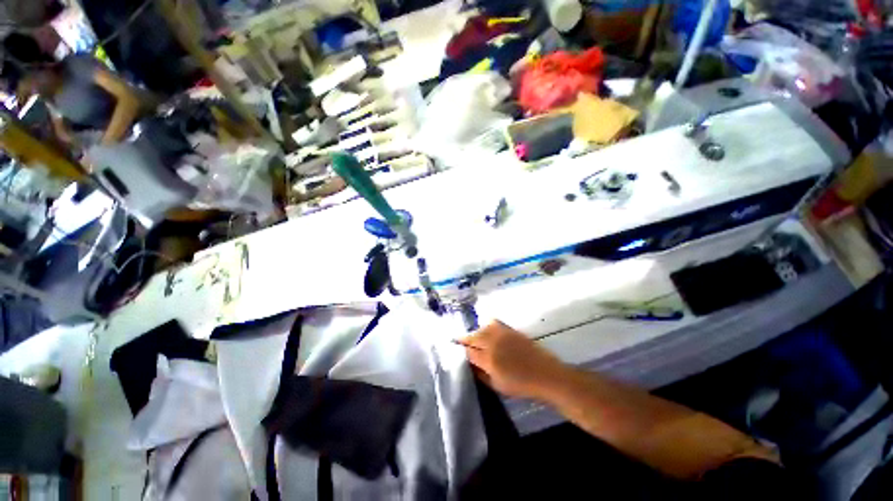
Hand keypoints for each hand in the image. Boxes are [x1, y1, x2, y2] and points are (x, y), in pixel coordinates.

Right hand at [458, 320, 568, 399]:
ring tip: (474, 338)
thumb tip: (470, 365)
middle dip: (465, 339)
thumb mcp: (497, 386)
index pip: (469, 352)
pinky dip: (488, 326)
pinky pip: (494, 323)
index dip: (461, 350)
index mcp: (489, 360)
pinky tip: (487, 330)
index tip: (455, 350)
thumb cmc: (521, 385)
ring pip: (482, 328)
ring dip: (476, 333)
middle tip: (459, 341)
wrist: (545, 374)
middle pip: (473, 337)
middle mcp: (493, 343)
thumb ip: (481, 375)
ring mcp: (502, 334)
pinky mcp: (510, 329)